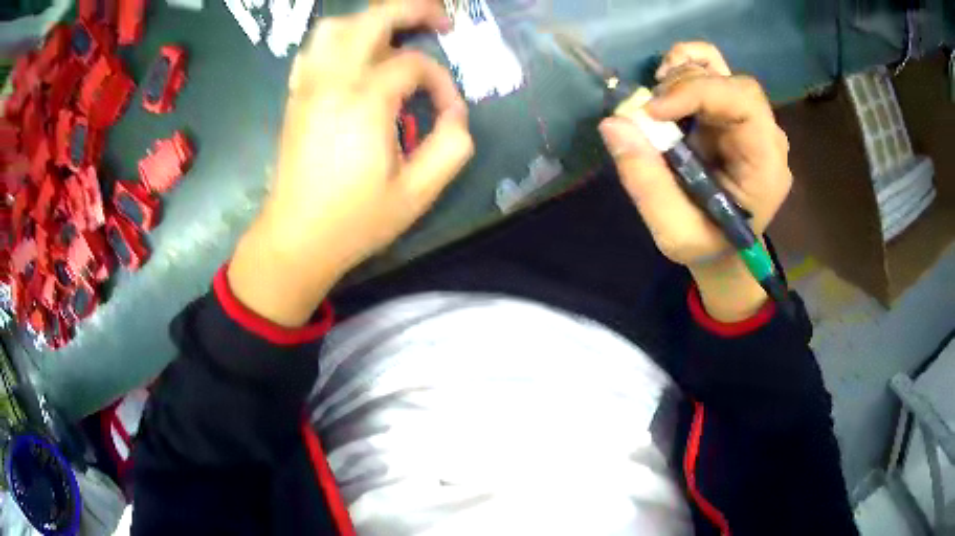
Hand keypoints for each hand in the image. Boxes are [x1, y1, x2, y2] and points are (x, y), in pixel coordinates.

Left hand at [229, 0, 474, 326]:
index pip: (414, 65)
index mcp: (364, 103)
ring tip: (397, 35)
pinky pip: (314, 49)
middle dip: (413, 10)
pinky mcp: (296, 97)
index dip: (440, 82)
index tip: (447, 111)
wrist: (295, 240)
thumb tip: (456, 114)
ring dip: (371, 21)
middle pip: (372, 19)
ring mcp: (308, 86)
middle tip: (441, 20)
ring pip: (336, 27)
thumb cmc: (354, 222)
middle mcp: (332, 82)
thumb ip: (451, 147)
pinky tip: (356, 56)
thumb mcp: (418, 194)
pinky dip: (339, 40)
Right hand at [599, 43, 792, 320]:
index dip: (697, 93)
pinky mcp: (729, 111)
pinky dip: (684, 67)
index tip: (653, 111)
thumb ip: (647, 183)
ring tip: (656, 100)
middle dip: (686, 86)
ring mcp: (748, 119)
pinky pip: (712, 71)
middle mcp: (764, 134)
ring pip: (721, 70)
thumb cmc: (706, 244)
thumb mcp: (674, 232)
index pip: (743, 103)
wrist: (723, 247)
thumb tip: (613, 123)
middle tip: (651, 112)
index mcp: (765, 164)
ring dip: (682, 73)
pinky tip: (665, 84)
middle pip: (732, 83)